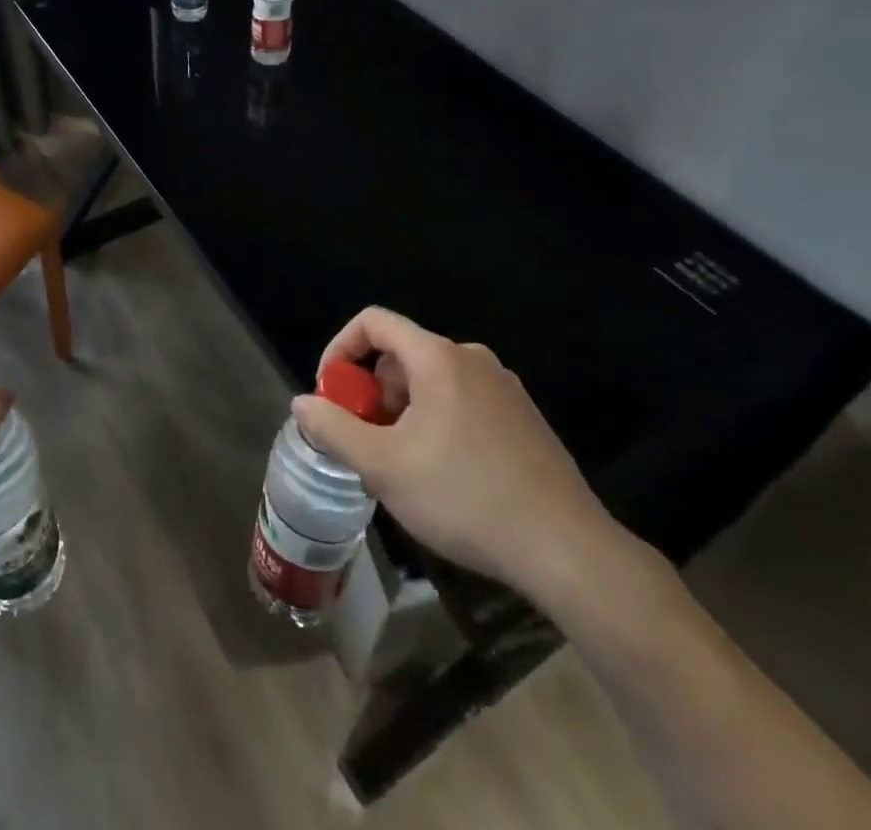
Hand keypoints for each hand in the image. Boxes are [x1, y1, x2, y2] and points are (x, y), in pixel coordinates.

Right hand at [292, 307, 638, 603]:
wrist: (567, 549)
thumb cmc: (465, 498)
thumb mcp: (384, 467)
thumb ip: (334, 429)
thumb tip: (303, 403)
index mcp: (438, 357)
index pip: (373, 321)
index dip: (340, 348)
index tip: (330, 393)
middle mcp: (472, 359)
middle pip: (401, 354)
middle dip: (371, 392)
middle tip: (362, 442)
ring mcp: (503, 387)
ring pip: (431, 382)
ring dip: (401, 412)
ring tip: (398, 466)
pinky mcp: (522, 417)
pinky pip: (461, 401)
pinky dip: (434, 422)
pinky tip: (441, 476)